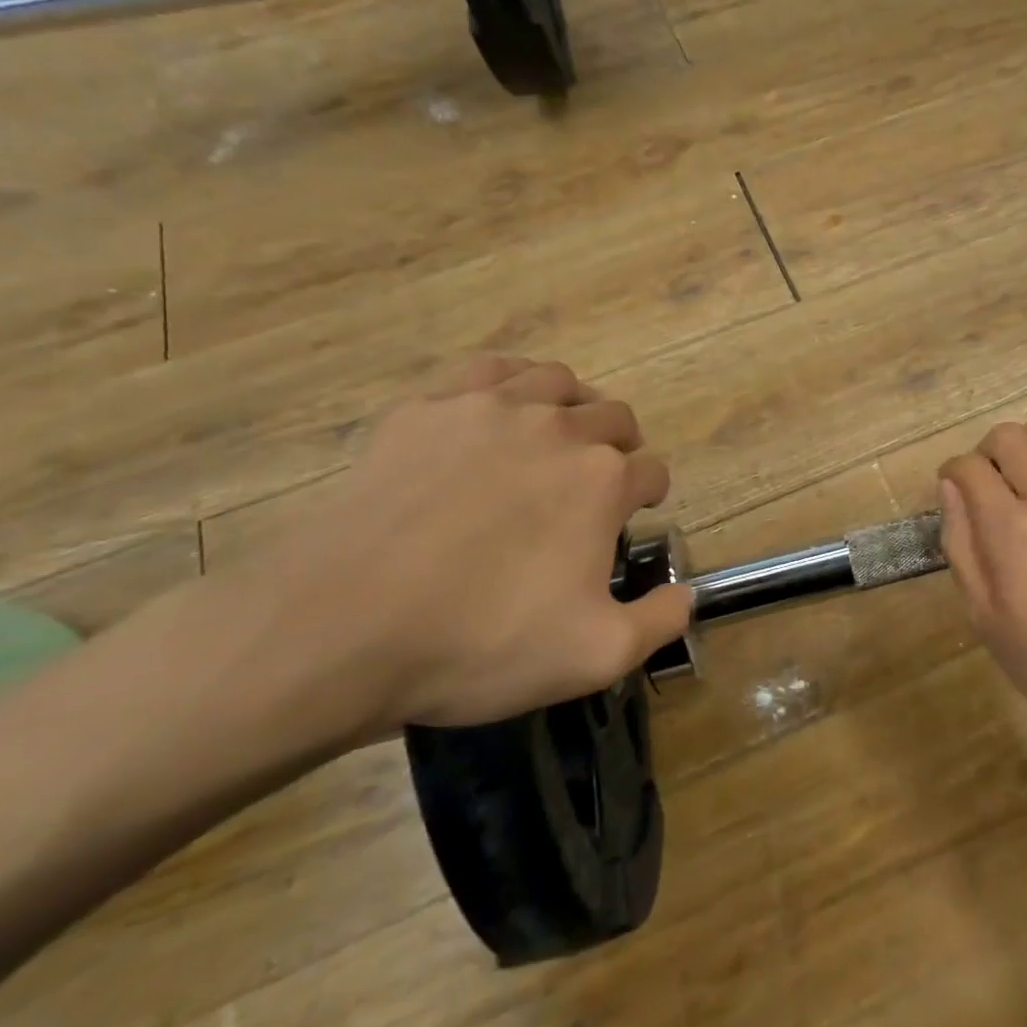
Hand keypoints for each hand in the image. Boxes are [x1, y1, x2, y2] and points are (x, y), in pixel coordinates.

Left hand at [228, 358, 690, 737]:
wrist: (338, 626)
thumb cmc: (479, 642)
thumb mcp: (594, 657)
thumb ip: (659, 621)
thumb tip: (688, 595)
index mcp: (602, 480)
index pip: (652, 470)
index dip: (651, 494)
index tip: (636, 516)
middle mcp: (557, 428)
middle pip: (613, 416)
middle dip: (621, 445)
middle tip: (600, 482)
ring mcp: (488, 409)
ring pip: (556, 381)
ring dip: (574, 405)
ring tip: (559, 435)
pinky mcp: (426, 408)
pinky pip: (487, 370)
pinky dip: (510, 382)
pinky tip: (500, 409)